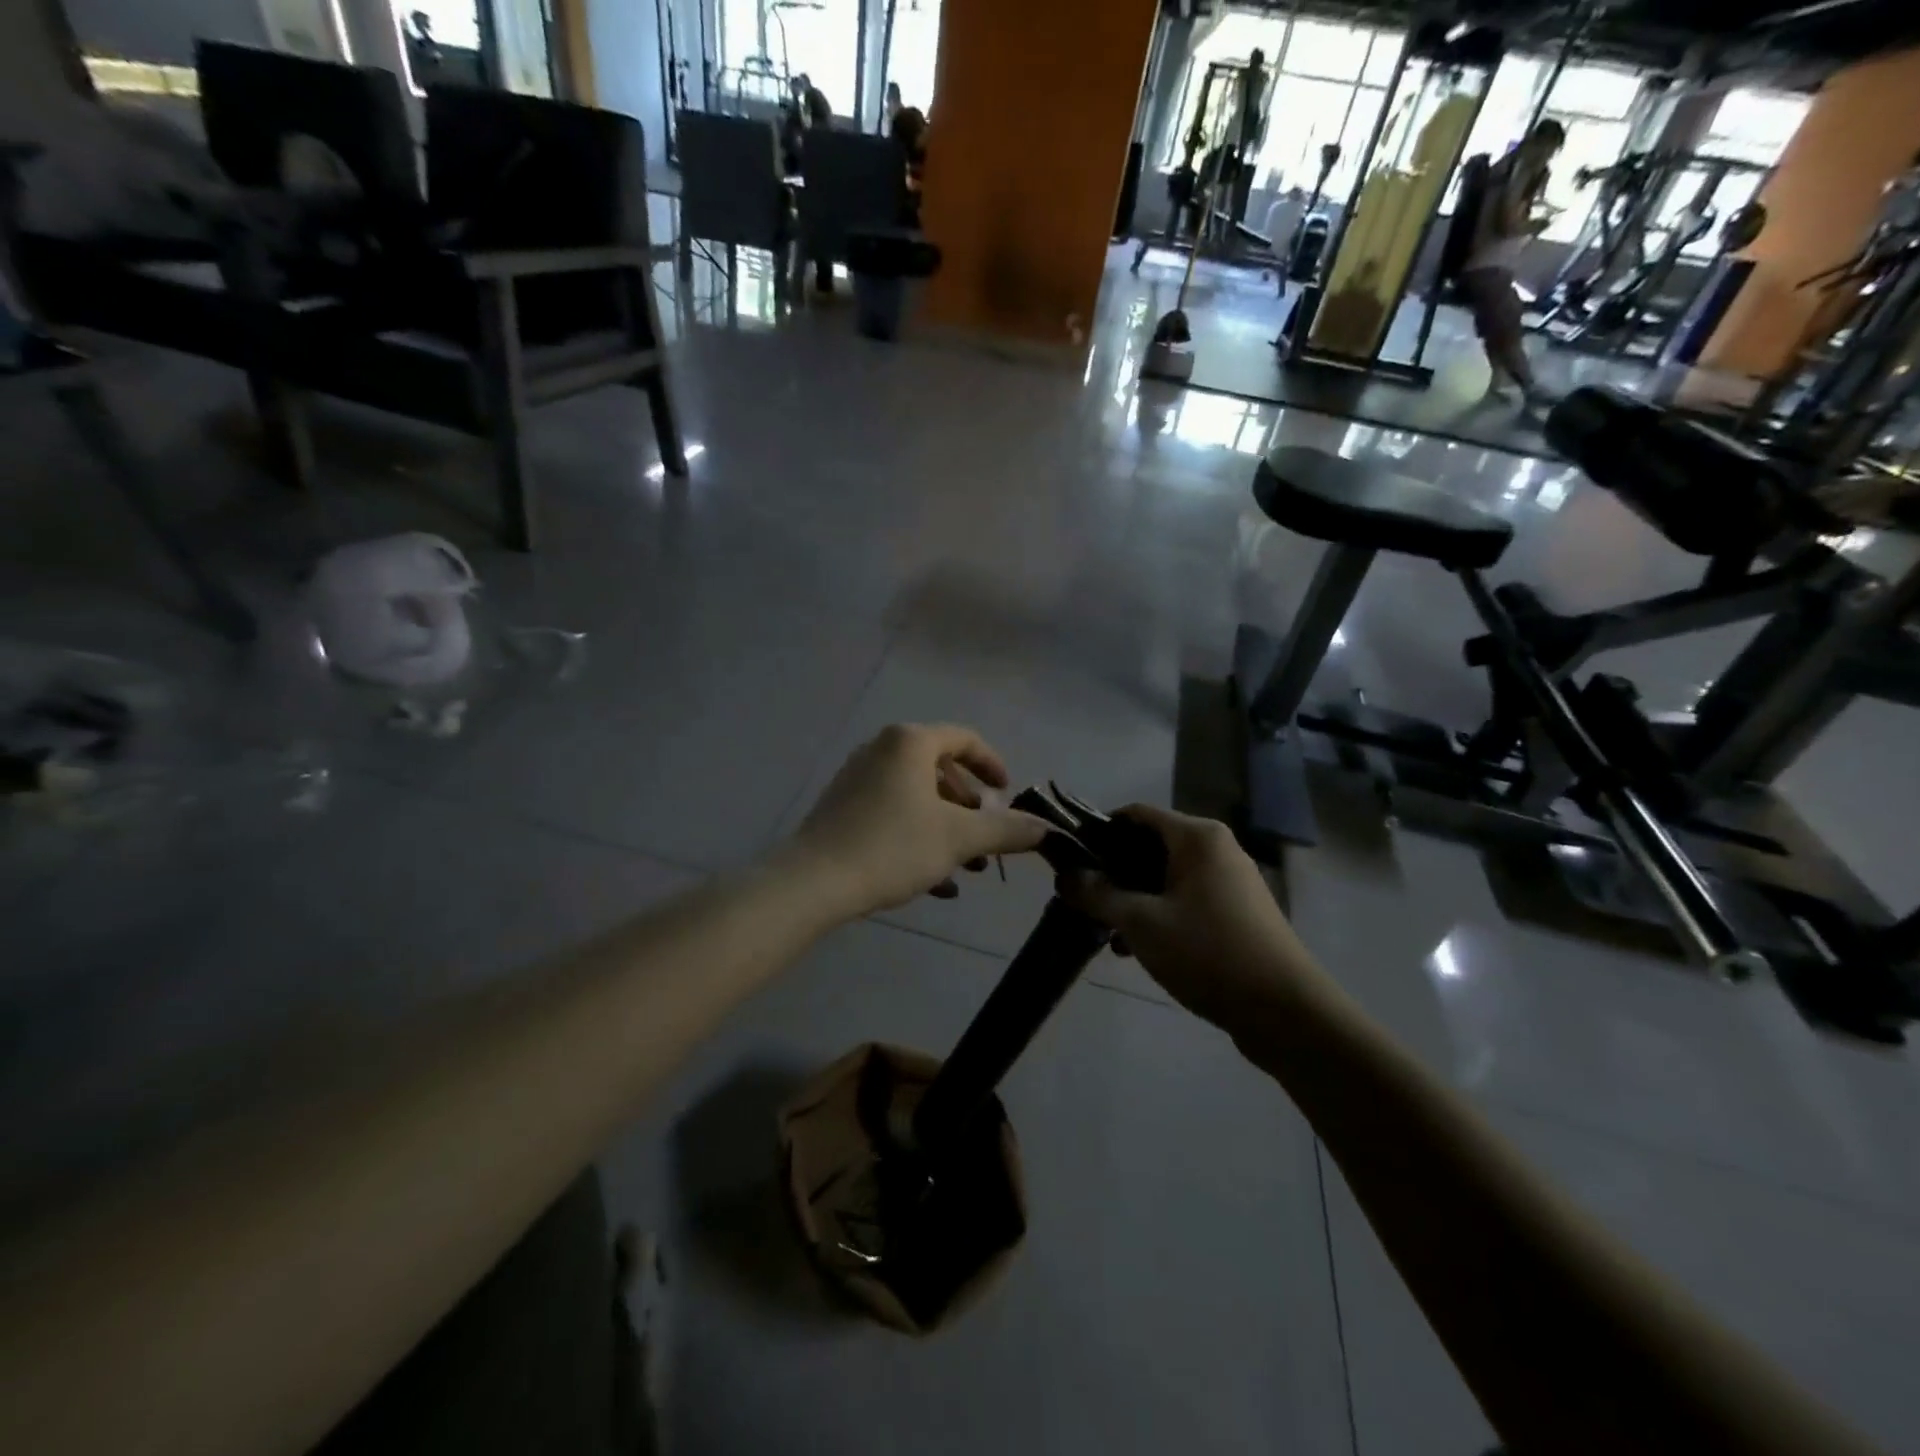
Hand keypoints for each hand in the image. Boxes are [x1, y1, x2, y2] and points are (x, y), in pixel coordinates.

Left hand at [790, 724, 1048, 917]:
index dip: (992, 765)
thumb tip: (1045, 828)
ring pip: (916, 799)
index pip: (964, 739)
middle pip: (939, 771)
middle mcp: (881, 751)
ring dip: (947, 829)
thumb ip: (1005, 830)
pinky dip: (918, 840)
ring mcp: (857, 779)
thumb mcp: (958, 838)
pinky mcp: (842, 810)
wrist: (813, 882)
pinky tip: (936, 883)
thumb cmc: (893, 846)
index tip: (1008, 793)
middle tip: (985, 839)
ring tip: (966, 869)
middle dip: (970, 808)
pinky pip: (892, 816)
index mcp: (909, 743)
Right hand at [1058, 805, 1328, 1031]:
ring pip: (1165, 877)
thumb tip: (1063, 875)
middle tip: (1084, 901)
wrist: (1285, 1012)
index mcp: (1197, 837)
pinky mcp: (1236, 912)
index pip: (1135, 814)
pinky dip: (1158, 914)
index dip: (1098, 832)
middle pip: (1149, 845)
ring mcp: (1230, 881)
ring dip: (1132, 899)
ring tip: (1107, 932)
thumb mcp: (1140, 922)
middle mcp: (1216, 848)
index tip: (1070, 862)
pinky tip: (1136, 949)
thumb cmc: (1208, 953)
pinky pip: (1184, 899)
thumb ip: (1097, 894)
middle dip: (1113, 872)